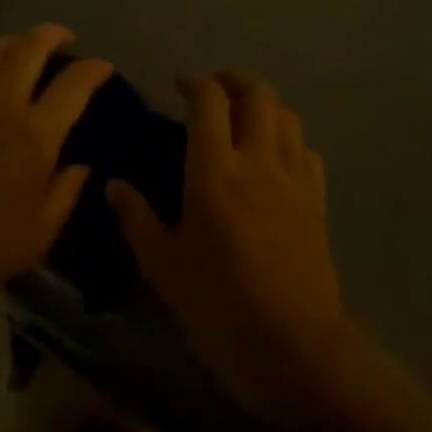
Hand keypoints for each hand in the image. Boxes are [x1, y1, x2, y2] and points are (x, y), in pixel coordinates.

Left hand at [0, 24, 112, 315]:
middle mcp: (2, 105)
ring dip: (20, 41)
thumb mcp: (40, 233)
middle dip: (52, 34)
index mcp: (34, 136)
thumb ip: (65, 193)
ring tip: (30, 49)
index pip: (72, 86)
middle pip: (29, 48)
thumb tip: (80, 166)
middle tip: (66, 39)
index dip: (93, 70)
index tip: (104, 66)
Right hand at [107, 74, 351, 420]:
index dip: (195, 82)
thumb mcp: (162, 265)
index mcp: (214, 169)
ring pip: (287, 116)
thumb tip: (113, 186)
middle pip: (258, 94)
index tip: (179, 86)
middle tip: (212, 93)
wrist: (296, 349)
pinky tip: (275, 158)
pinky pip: (307, 152)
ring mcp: (293, 180)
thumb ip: (136, 218)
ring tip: (243, 118)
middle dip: (233, 82)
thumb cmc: (219, 304)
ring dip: (264, 106)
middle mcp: (257, 160)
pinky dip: (289, 140)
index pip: (209, 100)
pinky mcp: (318, 204)